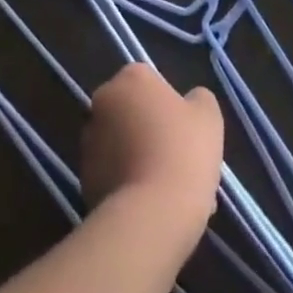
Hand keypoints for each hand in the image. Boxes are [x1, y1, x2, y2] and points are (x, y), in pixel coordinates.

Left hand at [81, 63, 223, 254]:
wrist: (151, 215)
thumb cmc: (183, 153)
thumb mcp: (208, 117)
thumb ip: (199, 100)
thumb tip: (189, 102)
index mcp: (130, 77)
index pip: (151, 82)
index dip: (171, 108)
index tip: (187, 133)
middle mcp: (103, 100)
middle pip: (134, 113)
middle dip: (154, 135)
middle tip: (181, 164)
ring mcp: (88, 140)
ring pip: (124, 147)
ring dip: (142, 161)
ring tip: (172, 196)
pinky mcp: (83, 178)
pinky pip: (114, 176)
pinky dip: (130, 187)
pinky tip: (154, 210)